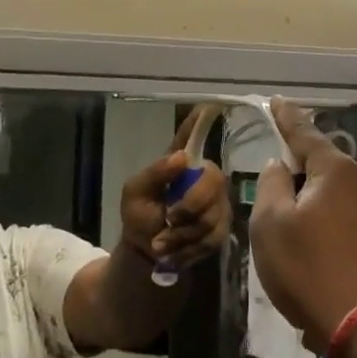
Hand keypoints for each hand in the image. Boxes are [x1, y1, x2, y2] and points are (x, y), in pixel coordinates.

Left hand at [118, 108, 231, 272]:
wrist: (146, 253)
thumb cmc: (139, 215)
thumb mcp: (135, 194)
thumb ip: (155, 174)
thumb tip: (183, 157)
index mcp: (180, 163)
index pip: (192, 136)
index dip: (201, 121)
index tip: (210, 104)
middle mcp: (203, 177)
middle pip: (212, 179)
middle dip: (190, 205)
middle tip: (168, 219)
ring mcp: (216, 202)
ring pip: (212, 214)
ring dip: (183, 234)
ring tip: (162, 242)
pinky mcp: (221, 228)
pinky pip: (213, 237)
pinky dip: (189, 248)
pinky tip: (175, 251)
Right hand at [249, 98, 356, 351]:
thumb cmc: (312, 271)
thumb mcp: (272, 227)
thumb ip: (271, 187)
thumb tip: (280, 166)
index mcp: (336, 172)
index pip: (304, 134)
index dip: (287, 118)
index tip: (277, 102)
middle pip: (326, 172)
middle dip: (303, 180)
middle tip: (280, 205)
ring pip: (342, 203)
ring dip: (321, 216)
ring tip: (302, 250)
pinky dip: (339, 240)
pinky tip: (326, 269)